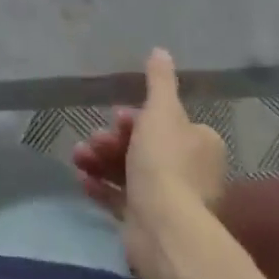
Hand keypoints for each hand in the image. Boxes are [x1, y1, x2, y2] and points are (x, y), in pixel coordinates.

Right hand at [73, 49, 227, 266]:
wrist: (164, 229)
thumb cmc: (165, 162)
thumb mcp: (161, 111)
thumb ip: (159, 81)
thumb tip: (161, 50)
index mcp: (200, 143)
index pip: (167, 121)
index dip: (137, 117)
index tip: (116, 116)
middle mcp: (191, 172)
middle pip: (145, 147)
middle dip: (113, 140)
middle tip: (93, 138)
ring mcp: (170, 201)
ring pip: (130, 172)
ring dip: (101, 160)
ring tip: (78, 157)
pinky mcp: (149, 223)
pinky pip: (122, 199)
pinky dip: (102, 187)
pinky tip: (82, 179)